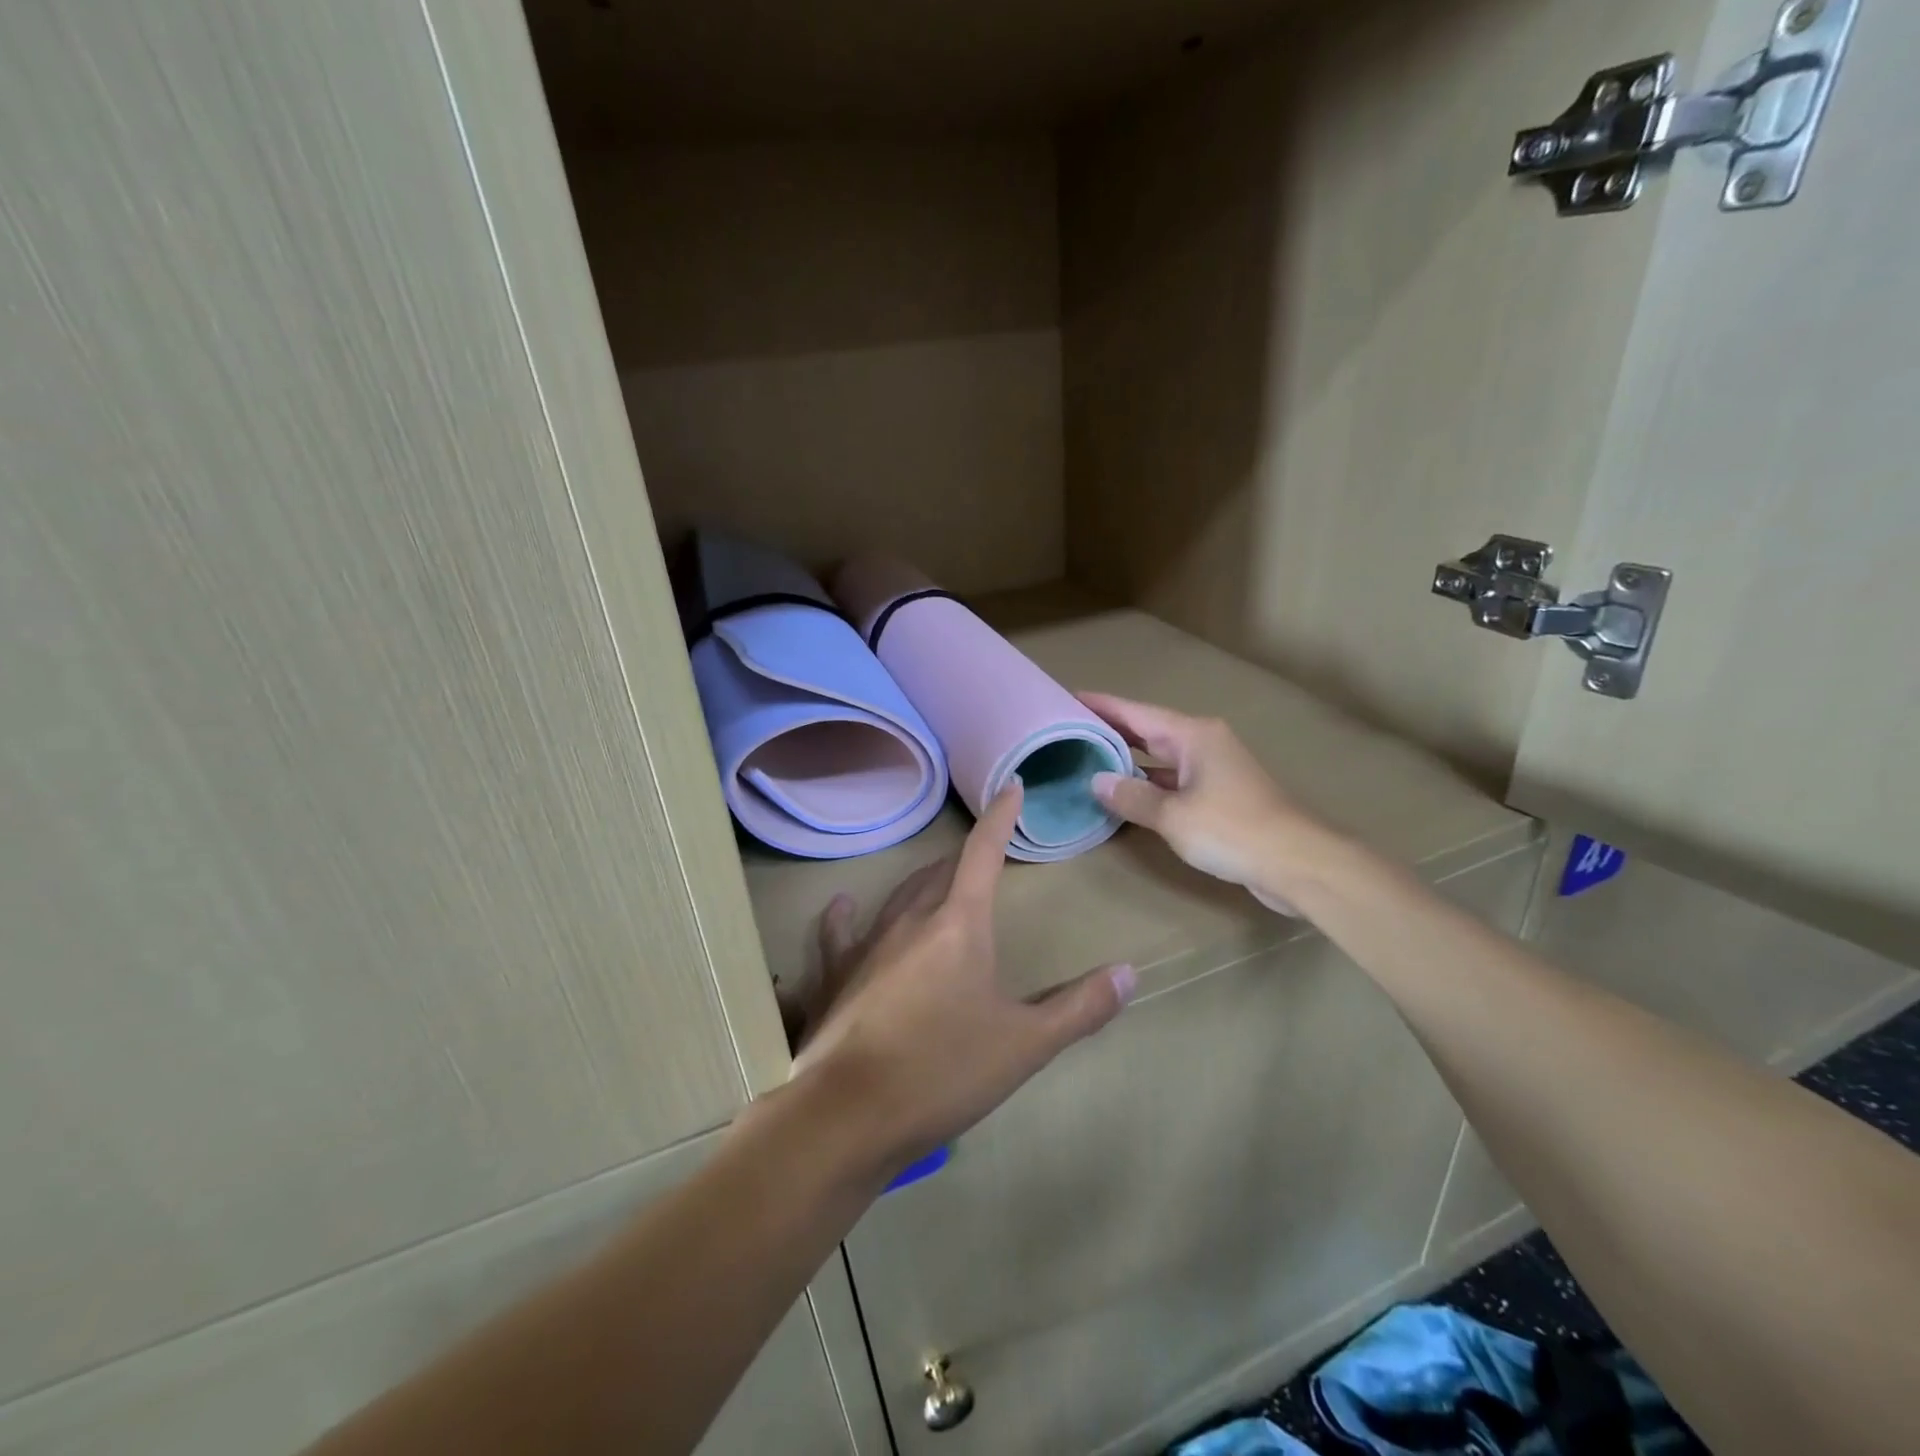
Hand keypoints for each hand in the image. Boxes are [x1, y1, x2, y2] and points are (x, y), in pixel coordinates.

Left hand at [788, 786, 1136, 1176]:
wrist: (850, 1114)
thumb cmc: (944, 1072)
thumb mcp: (1025, 1045)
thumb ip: (1080, 1008)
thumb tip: (1129, 973)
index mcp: (959, 924)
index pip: (983, 853)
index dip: (1000, 818)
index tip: (1009, 787)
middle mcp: (911, 920)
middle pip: (941, 873)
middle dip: (965, 859)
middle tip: (984, 856)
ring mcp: (867, 944)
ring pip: (900, 896)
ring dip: (922, 883)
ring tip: (936, 881)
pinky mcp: (835, 973)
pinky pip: (840, 931)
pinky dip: (845, 915)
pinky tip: (842, 905)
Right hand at [1081, 693, 1322, 914]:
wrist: (1297, 862)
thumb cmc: (1232, 830)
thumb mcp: (1173, 815)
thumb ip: (1132, 796)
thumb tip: (1097, 781)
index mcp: (1192, 736)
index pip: (1136, 713)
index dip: (1102, 705)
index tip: (1068, 697)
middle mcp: (1203, 743)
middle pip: (1147, 730)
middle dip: (1110, 729)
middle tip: (1068, 729)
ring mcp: (1213, 768)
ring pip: (1160, 756)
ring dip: (1128, 758)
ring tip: (1087, 758)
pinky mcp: (1219, 794)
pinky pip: (1172, 779)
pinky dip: (1148, 783)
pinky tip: (1125, 793)